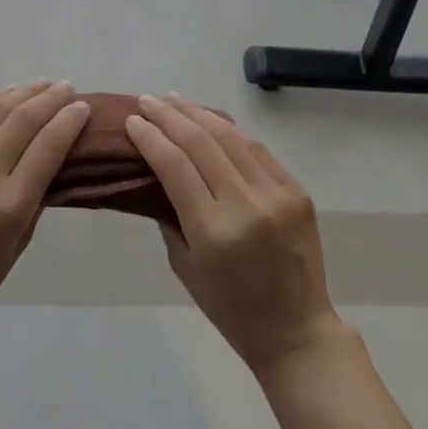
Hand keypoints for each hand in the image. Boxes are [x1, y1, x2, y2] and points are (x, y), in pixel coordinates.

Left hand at [0, 81, 90, 360]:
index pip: (47, 147)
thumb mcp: (19, 242)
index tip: (83, 107)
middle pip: (23, 121)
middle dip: (50, 99)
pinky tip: (6, 93)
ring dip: (22, 93)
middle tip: (68, 88)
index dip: (69, 121)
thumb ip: (36, 195)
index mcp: (9, 205)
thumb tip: (52, 154)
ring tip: (42, 84)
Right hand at [126, 94, 344, 375]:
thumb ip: (170, 215)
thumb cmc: (230, 307)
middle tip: (148, 100)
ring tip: (174, 99)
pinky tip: (212, 122)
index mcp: (213, 230)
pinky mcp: (296, 191)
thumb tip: (157, 171)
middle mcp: (246, 205)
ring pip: (232, 138)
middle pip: (202, 142)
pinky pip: (257, 151)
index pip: (175, 166)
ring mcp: (276, 194)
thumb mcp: (185, 267)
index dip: (150, 138)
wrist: (296, 329)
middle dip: (170, 116)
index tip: (131, 120)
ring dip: (199, 114)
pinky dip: (231, 133)